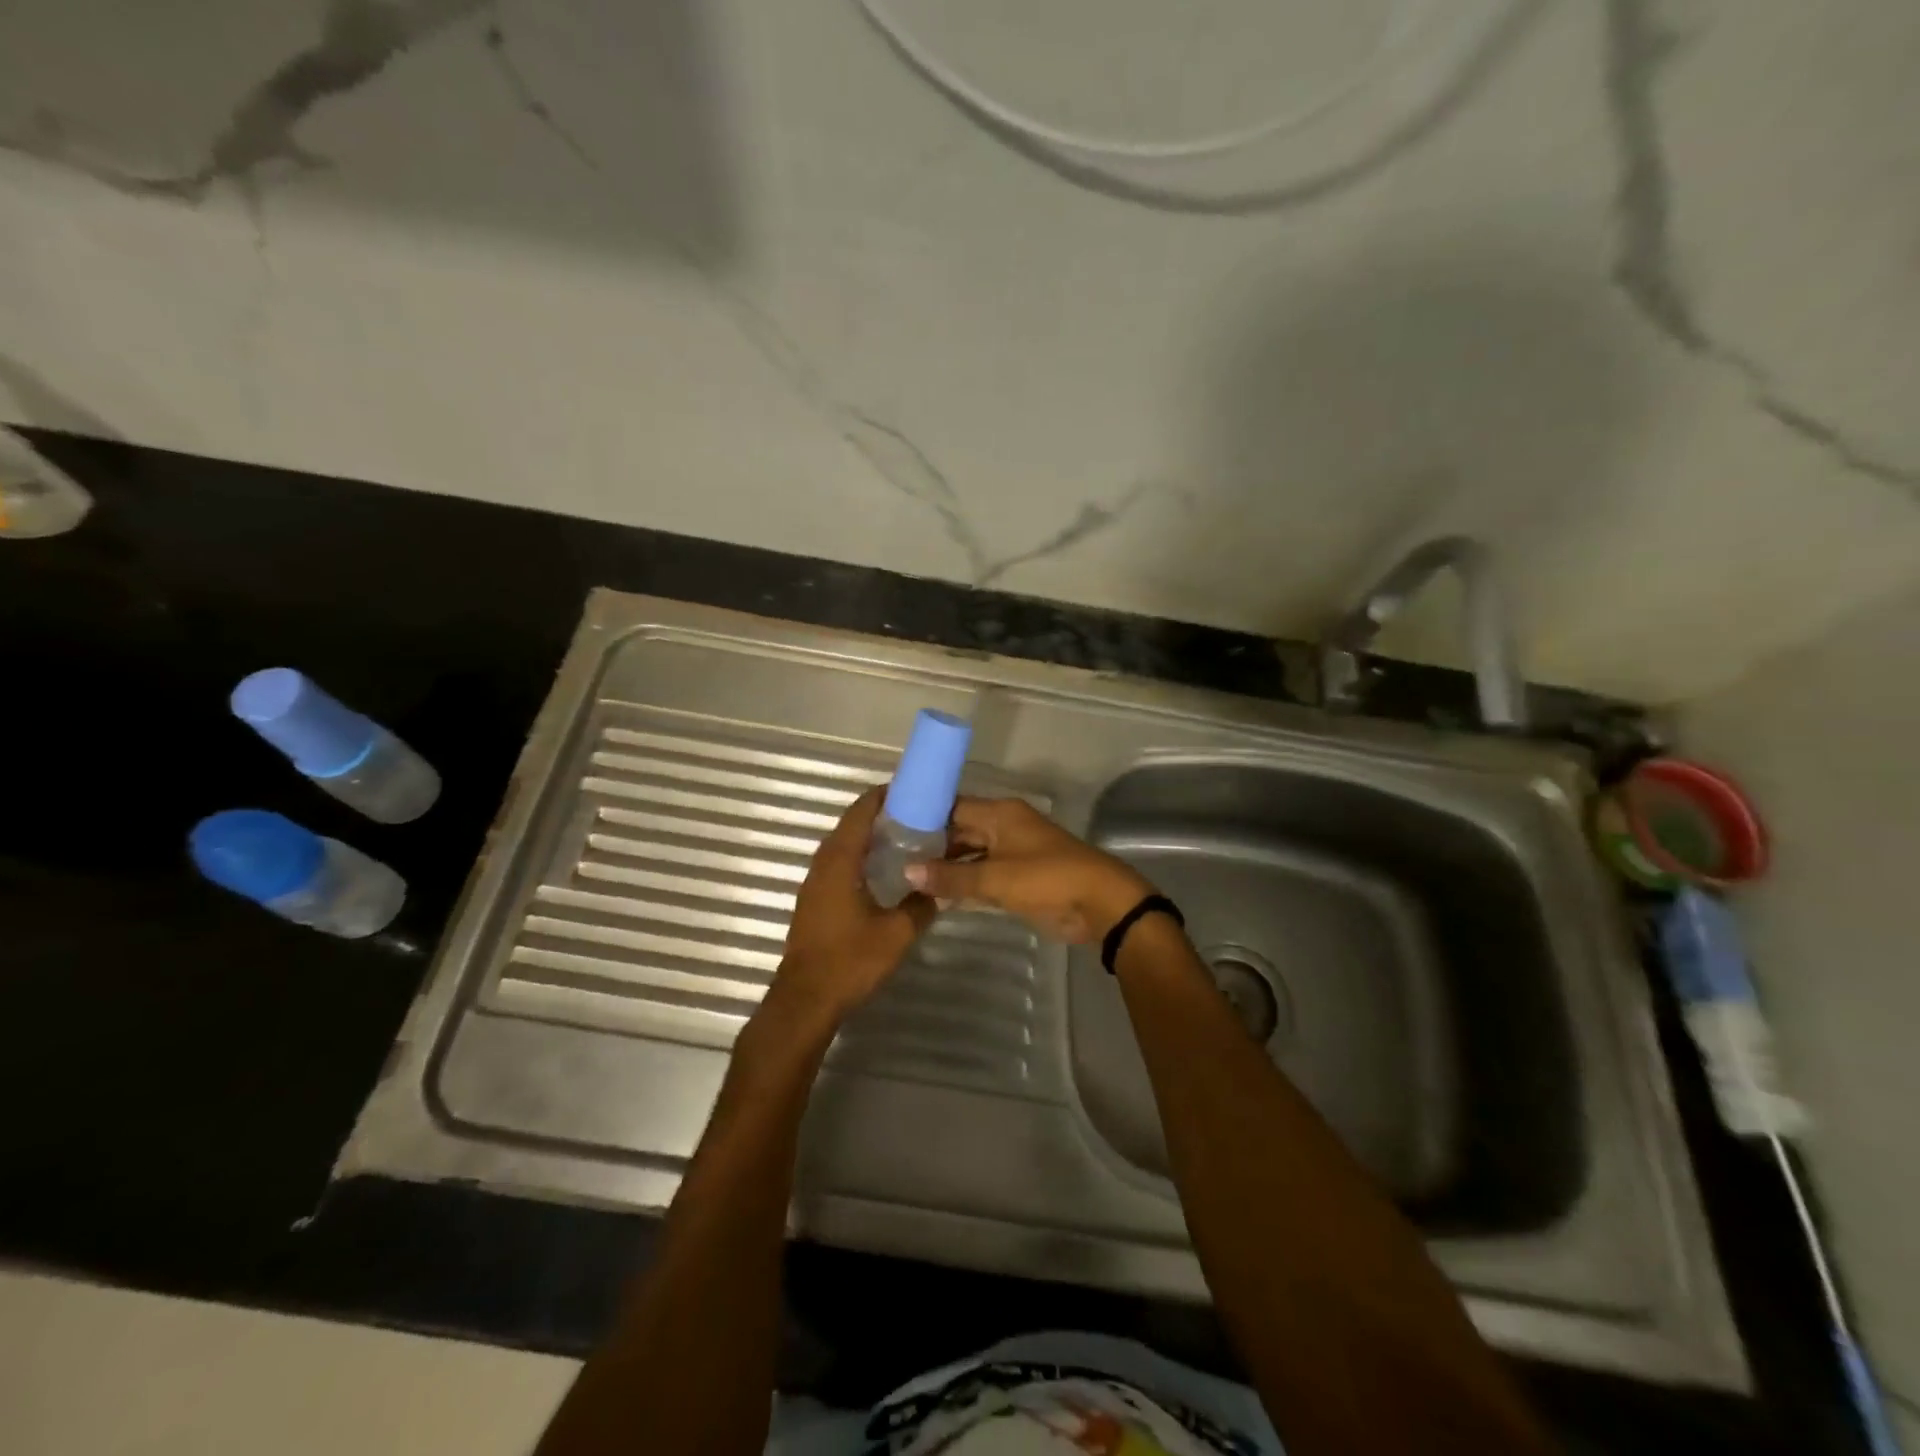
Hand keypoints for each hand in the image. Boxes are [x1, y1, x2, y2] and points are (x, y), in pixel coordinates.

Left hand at [772, 788, 934, 1025]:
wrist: (805, 1000)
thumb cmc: (850, 961)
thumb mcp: (897, 934)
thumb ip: (920, 906)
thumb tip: (937, 890)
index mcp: (840, 862)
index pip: (860, 813)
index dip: (883, 796)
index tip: (910, 790)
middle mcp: (823, 864)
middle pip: (850, 825)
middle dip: (880, 815)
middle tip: (915, 815)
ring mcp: (814, 883)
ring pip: (843, 846)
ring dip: (868, 837)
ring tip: (904, 838)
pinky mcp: (814, 901)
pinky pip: (838, 865)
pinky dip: (859, 857)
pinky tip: (882, 872)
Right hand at [904, 797, 1153, 943]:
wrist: (1100, 904)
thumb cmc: (1047, 879)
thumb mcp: (995, 878)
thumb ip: (951, 877)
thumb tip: (908, 871)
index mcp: (1000, 814)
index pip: (952, 806)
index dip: (922, 814)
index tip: (890, 826)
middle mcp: (1003, 827)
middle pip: (959, 830)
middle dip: (930, 843)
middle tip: (892, 856)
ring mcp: (1011, 853)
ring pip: (969, 854)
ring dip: (945, 866)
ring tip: (905, 876)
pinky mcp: (1018, 878)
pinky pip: (982, 874)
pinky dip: (963, 882)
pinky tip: (935, 894)